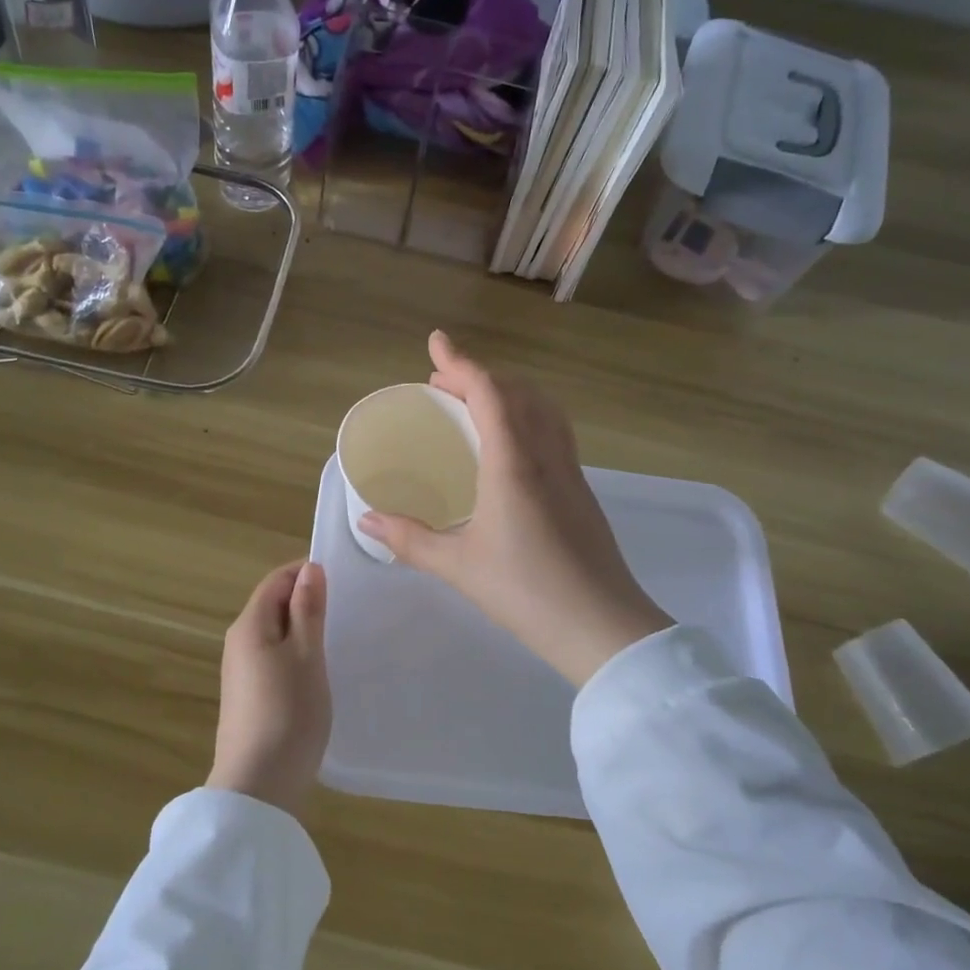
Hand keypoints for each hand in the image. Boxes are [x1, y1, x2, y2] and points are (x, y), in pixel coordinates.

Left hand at [206, 560, 330, 816]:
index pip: (276, 580)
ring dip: (303, 627)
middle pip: (273, 604)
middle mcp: (239, 641)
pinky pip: (274, 657)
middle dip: (307, 599)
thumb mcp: (306, 654)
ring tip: (339, 634)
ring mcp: (241, 671)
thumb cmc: (288, 712)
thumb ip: (307, 609)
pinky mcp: (249, 696)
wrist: (258, 785)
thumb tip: (310, 568)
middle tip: (348, 605)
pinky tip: (319, 669)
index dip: (306, 572)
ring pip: (275, 633)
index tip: (342, 577)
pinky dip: (296, 653)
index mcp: (250, 625)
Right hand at [360, 332, 671, 687]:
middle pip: (517, 391)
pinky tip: (510, 443)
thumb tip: (367, 520)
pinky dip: (526, 414)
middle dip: (478, 375)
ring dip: (507, 391)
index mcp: (512, 463)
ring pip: (542, 407)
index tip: (435, 342)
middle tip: (442, 383)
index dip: (460, 362)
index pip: (488, 392)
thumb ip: (410, 539)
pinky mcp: (582, 490)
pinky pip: (553, 430)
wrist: (603, 626)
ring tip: (475, 403)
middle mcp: (545, 454)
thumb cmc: (525, 591)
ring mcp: (570, 470)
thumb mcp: (458, 566)